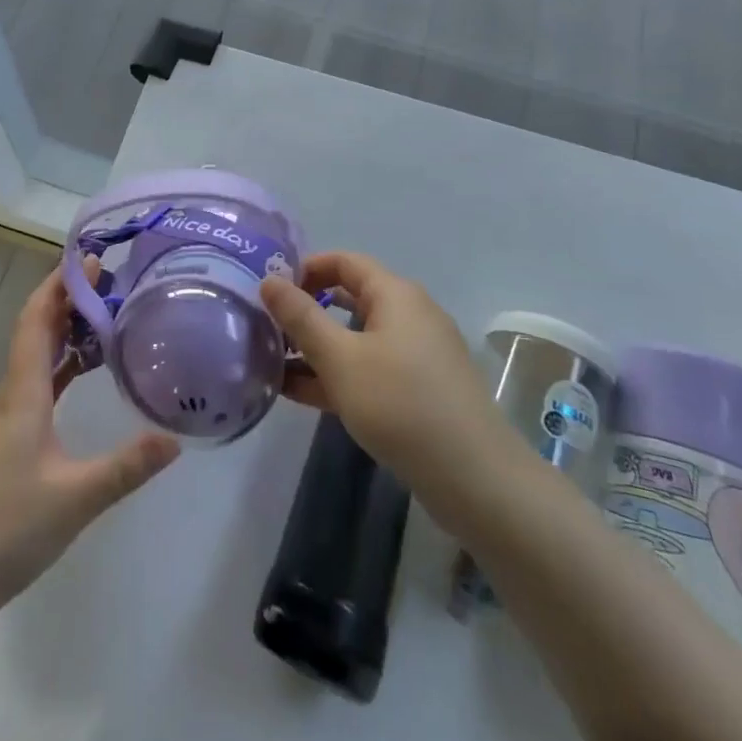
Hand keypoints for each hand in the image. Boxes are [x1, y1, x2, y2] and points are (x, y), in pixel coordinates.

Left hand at [0, 265, 179, 620]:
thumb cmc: (6, 529)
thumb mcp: (75, 499)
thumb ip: (125, 468)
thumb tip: (175, 440)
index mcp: (23, 394)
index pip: (36, 321)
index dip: (59, 286)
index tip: (88, 260)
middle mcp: (12, 395)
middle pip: (35, 330)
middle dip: (67, 299)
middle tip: (108, 280)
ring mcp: (8, 418)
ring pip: (36, 355)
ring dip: (64, 329)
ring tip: (103, 313)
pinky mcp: (10, 438)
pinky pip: (38, 382)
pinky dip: (61, 363)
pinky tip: (83, 370)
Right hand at [260, 253, 497, 509]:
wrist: (475, 479)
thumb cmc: (400, 404)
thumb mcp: (340, 358)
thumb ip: (301, 317)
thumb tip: (269, 281)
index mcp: (395, 294)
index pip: (344, 262)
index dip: (305, 269)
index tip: (270, 290)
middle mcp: (409, 315)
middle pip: (349, 299)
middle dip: (306, 312)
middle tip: (266, 328)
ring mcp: (416, 355)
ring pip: (356, 339)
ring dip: (316, 349)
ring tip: (271, 364)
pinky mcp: (419, 390)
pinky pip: (369, 369)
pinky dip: (337, 375)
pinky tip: (299, 394)